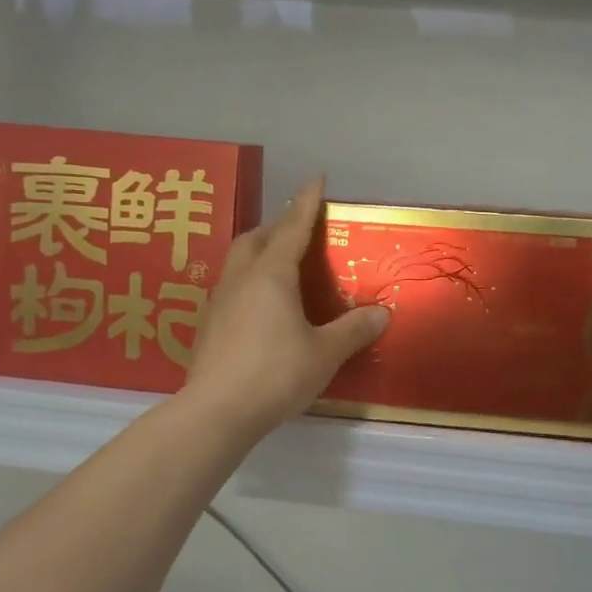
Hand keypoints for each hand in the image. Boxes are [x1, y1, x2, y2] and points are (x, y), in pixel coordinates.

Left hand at [185, 178, 389, 437]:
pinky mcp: (209, 326)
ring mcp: (220, 302)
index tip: (316, 179)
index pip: (292, 228)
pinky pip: (232, 286)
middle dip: (277, 225)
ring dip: (259, 251)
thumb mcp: (324, 353)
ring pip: (238, 261)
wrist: (216, 412)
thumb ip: (353, 330)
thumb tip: (382, 313)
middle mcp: (241, 279)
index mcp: (271, 275)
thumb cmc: (275, 374)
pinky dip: (250, 280)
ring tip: (280, 262)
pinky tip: (261, 304)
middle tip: (299, 227)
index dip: (306, 203)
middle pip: (255, 238)